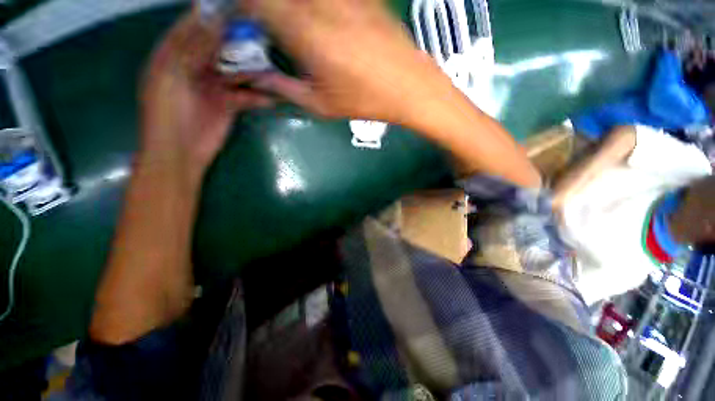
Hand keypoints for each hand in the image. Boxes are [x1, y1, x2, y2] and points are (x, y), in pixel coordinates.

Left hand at [141, 12, 273, 179]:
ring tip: (270, 62)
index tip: (234, 7)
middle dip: (236, 40)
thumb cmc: (168, 112)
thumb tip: (210, 16)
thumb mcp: (173, 74)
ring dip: (251, 68)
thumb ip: (190, 46)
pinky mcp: (228, 104)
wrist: (181, 151)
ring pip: (235, 70)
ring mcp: (213, 86)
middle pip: (218, 47)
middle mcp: (194, 66)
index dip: (211, 15)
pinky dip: (257, 96)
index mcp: (174, 54)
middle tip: (260, 33)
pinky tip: (270, 97)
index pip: (193, 26)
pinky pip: (245, 95)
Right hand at [246, 0, 457, 128]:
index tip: (234, 16)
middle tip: (259, 22)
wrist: (408, 86)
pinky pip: (325, 0)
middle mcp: (321, 5)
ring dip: (286, 9)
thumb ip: (284, 88)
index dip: (239, 5)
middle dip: (263, 7)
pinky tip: (312, 21)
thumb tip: (257, 77)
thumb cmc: (365, 101)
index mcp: (306, 33)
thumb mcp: (321, 105)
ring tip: (287, 27)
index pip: (256, 1)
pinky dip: (311, 9)